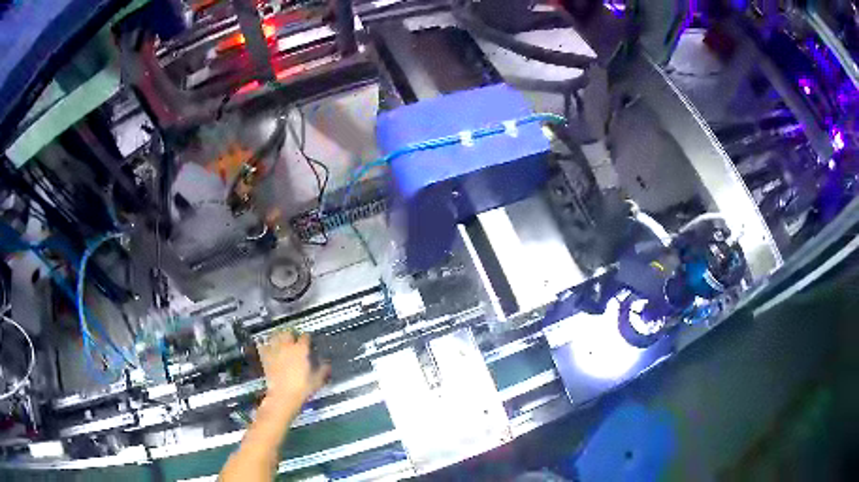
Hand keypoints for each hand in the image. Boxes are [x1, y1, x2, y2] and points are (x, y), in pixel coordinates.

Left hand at [257, 331, 329, 404]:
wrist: (283, 395)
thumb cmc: (301, 388)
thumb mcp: (317, 380)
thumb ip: (323, 370)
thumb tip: (327, 365)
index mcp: (301, 350)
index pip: (305, 337)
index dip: (307, 338)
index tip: (308, 341)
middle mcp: (287, 347)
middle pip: (288, 332)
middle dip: (291, 334)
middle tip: (293, 339)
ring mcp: (275, 351)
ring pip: (275, 336)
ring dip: (278, 336)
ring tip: (280, 340)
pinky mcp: (265, 357)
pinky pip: (263, 346)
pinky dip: (265, 345)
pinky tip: (267, 347)